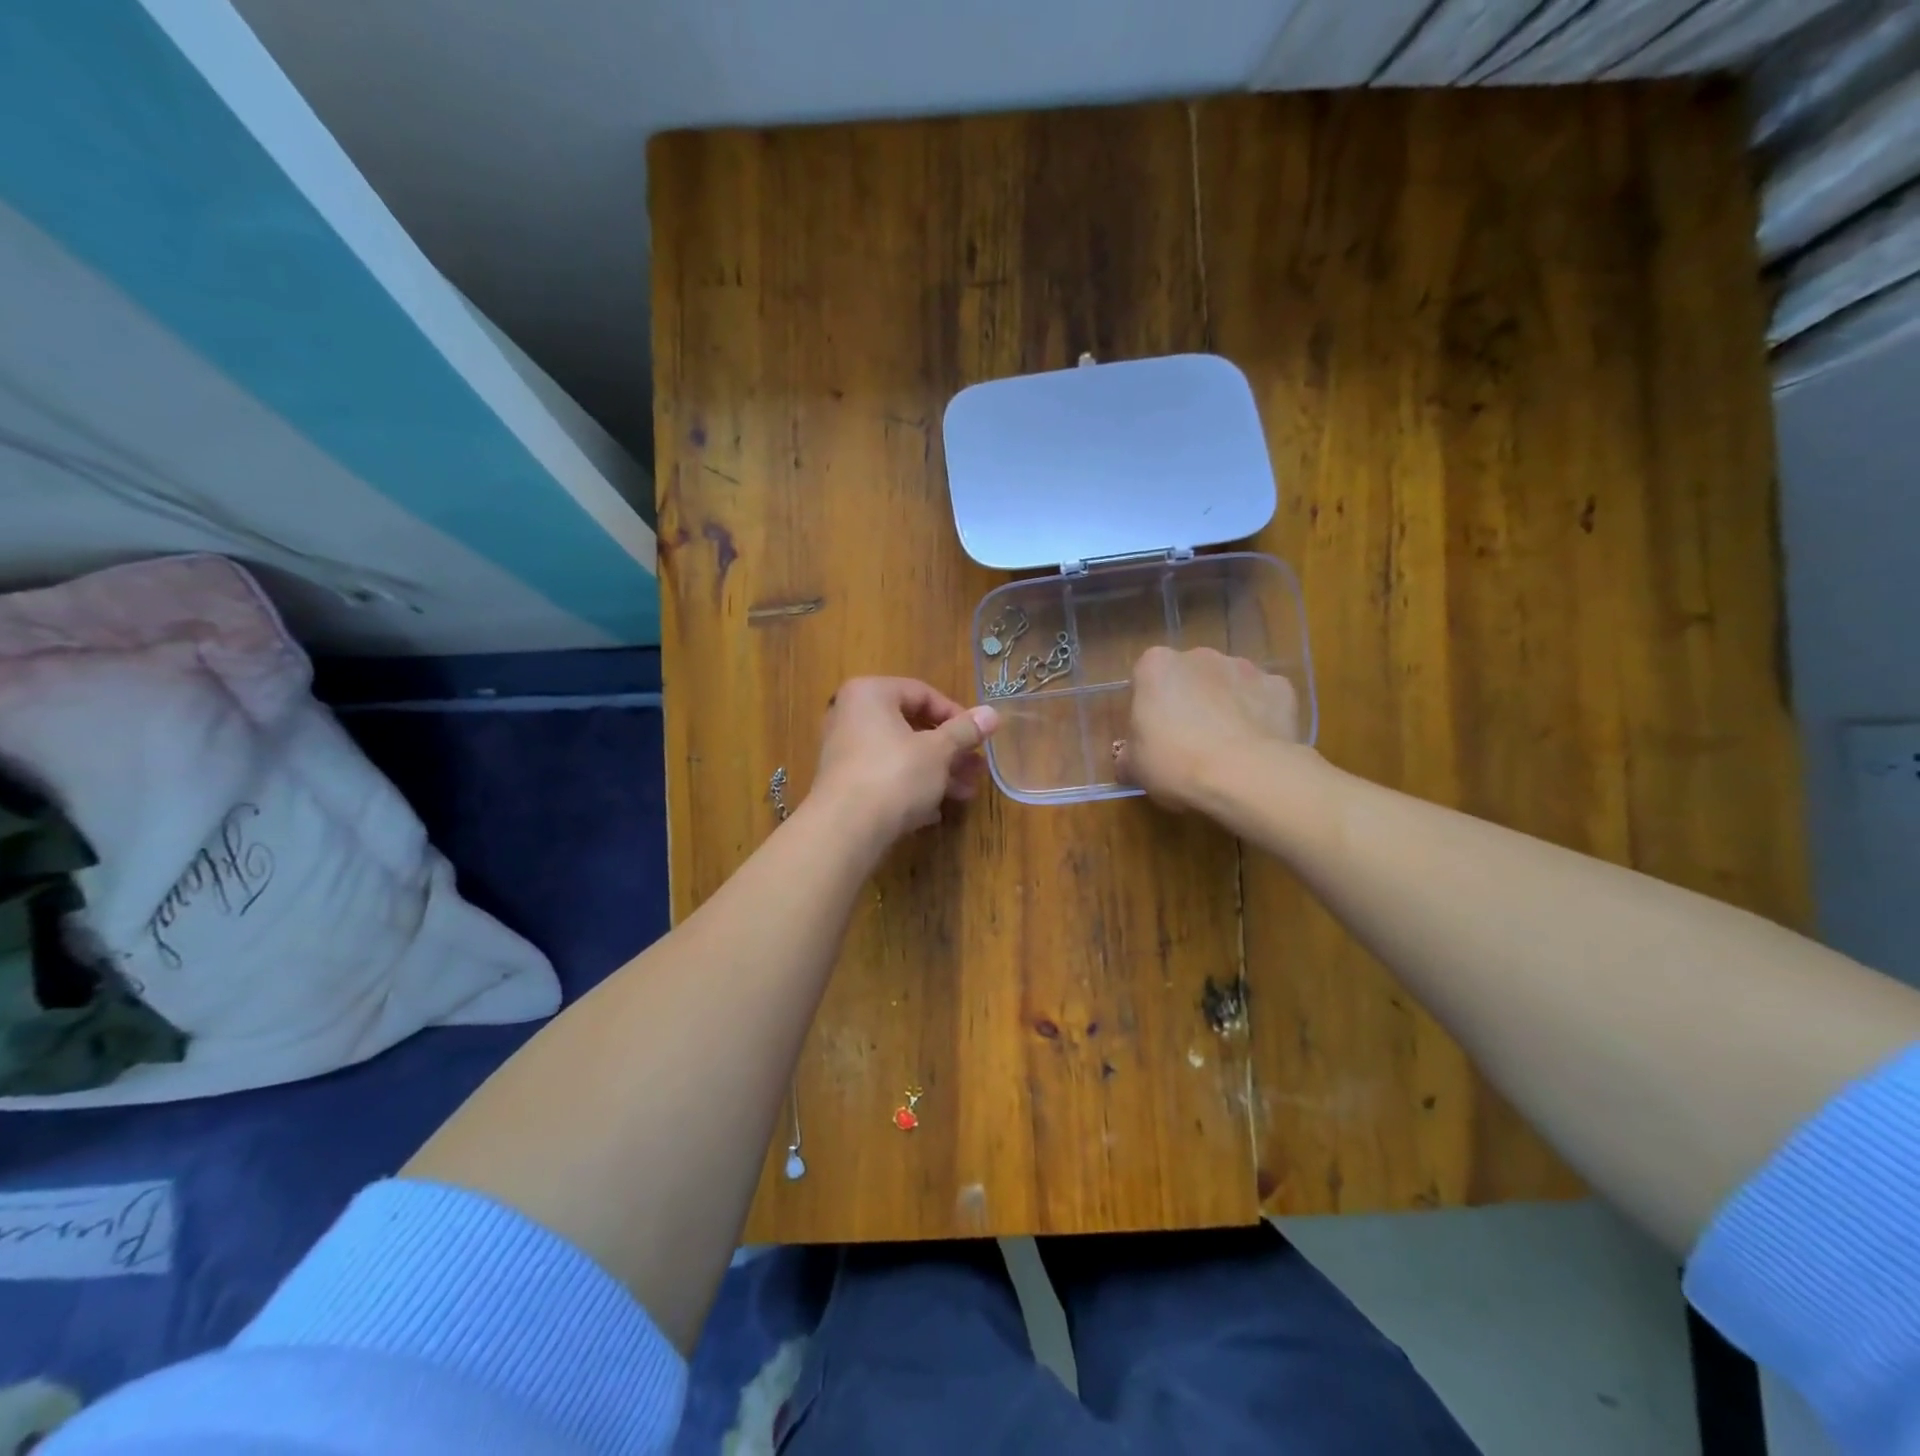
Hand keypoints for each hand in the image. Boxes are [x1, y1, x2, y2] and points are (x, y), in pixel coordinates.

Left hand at [811, 678, 1000, 843]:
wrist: (845, 829)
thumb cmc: (895, 775)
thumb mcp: (939, 751)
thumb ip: (965, 730)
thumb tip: (992, 713)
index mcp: (870, 694)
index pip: (922, 693)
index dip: (956, 715)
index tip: (978, 738)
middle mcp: (851, 716)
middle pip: (912, 727)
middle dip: (949, 750)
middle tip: (976, 769)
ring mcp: (844, 751)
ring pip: (901, 755)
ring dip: (937, 772)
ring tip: (965, 793)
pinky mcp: (844, 784)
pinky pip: (885, 777)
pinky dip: (911, 788)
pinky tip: (935, 811)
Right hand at [1117, 647, 1301, 811]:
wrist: (1244, 776)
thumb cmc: (1175, 764)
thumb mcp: (1134, 767)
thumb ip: (1129, 755)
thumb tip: (1130, 760)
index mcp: (1156, 666)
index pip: (1146, 680)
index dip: (1149, 709)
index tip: (1153, 736)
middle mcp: (1199, 655)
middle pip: (1189, 678)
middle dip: (1189, 702)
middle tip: (1188, 743)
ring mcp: (1244, 667)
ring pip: (1227, 685)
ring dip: (1225, 706)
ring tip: (1226, 748)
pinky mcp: (1280, 687)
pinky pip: (1263, 699)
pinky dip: (1259, 716)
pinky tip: (1256, 747)